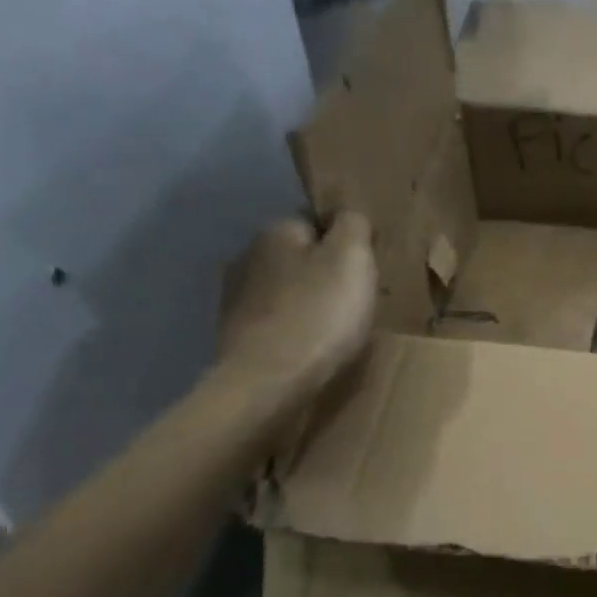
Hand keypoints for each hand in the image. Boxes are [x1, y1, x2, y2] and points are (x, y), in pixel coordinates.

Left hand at [216, 213, 377, 403]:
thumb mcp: (352, 259)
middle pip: (298, 257)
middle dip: (322, 274)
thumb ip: (353, 225)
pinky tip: (308, 348)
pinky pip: (274, 321)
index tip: (363, 271)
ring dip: (305, 303)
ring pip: (284, 290)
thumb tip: (346, 215)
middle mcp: (247, 256)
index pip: (315, 222)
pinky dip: (291, 329)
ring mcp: (235, 298)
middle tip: (353, 302)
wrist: (269, 382)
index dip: (343, 244)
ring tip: (333, 329)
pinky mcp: (233, 334)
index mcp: (276, 232)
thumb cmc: (319, 314)